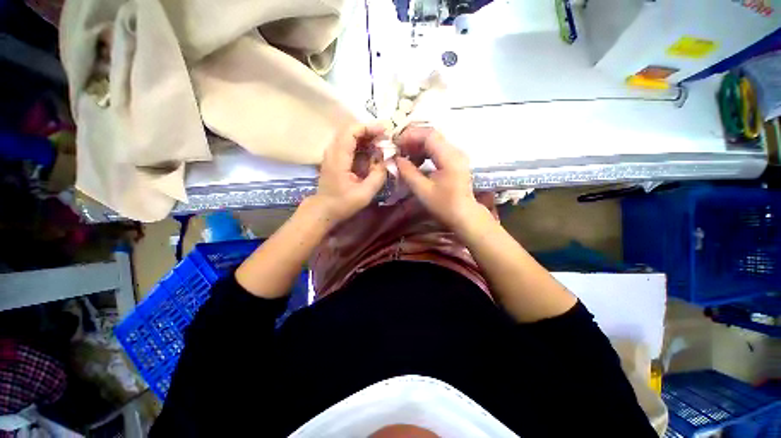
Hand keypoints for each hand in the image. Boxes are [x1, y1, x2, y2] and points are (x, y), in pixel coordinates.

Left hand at [311, 124, 386, 225]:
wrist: (324, 209)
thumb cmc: (343, 204)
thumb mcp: (364, 194)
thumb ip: (378, 176)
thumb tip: (386, 160)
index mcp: (338, 159)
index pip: (350, 132)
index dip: (368, 127)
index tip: (384, 131)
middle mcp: (333, 151)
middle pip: (349, 130)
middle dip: (369, 131)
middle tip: (385, 138)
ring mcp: (332, 154)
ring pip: (349, 136)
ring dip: (366, 137)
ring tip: (381, 144)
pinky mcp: (335, 158)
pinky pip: (348, 144)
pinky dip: (361, 144)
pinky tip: (372, 152)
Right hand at [394, 127, 480, 229]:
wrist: (464, 215)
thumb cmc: (444, 206)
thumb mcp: (423, 191)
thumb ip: (408, 173)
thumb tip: (396, 159)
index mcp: (450, 157)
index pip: (429, 135)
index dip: (410, 136)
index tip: (395, 143)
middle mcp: (455, 151)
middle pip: (432, 136)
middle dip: (412, 140)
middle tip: (397, 149)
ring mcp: (456, 155)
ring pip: (434, 142)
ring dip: (418, 147)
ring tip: (404, 156)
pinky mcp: (455, 161)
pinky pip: (437, 150)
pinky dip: (424, 153)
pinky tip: (415, 162)